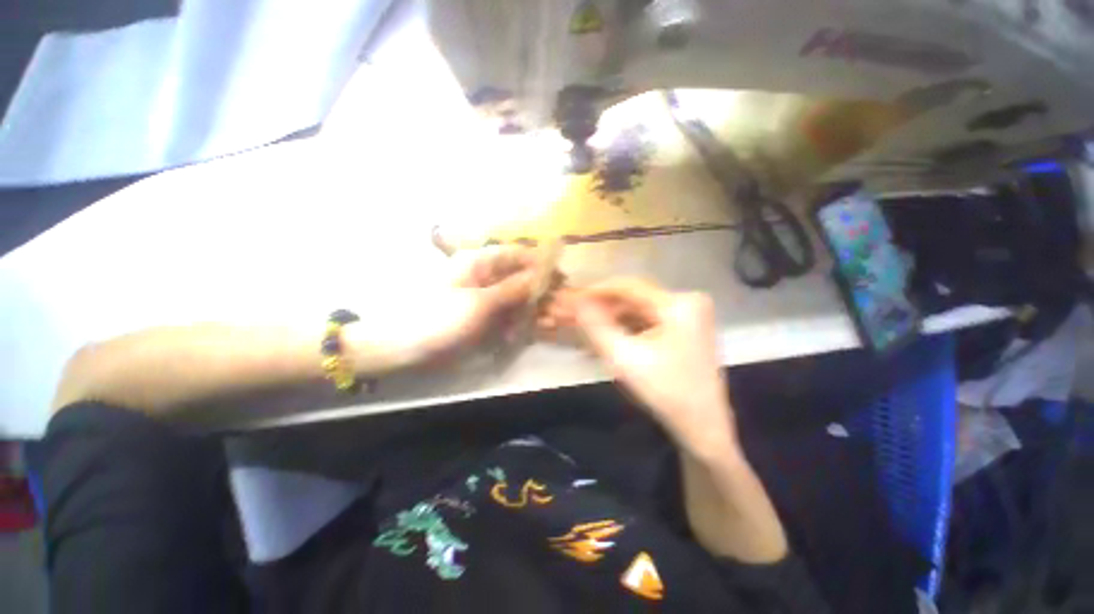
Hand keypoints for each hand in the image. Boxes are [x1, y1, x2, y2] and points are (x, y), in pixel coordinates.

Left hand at [350, 246, 541, 369]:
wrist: (402, 344)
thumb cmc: (439, 317)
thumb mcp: (480, 303)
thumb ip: (512, 289)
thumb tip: (539, 276)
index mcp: (479, 261)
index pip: (517, 253)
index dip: (538, 263)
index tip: (558, 278)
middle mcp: (481, 273)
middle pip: (516, 275)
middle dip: (533, 292)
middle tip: (547, 310)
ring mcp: (479, 293)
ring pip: (511, 295)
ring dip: (522, 311)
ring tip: (528, 328)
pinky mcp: (477, 311)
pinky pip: (501, 311)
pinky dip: (509, 321)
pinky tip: (511, 335)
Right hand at [543, 279, 736, 456]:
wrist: (703, 428)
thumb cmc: (665, 392)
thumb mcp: (624, 358)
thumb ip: (596, 327)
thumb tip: (576, 302)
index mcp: (678, 304)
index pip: (629, 286)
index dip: (596, 291)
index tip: (572, 299)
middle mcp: (687, 302)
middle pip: (634, 298)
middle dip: (603, 307)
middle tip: (576, 314)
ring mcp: (688, 316)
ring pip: (639, 311)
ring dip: (612, 319)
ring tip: (586, 327)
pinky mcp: (685, 329)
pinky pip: (648, 322)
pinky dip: (626, 328)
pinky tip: (607, 337)